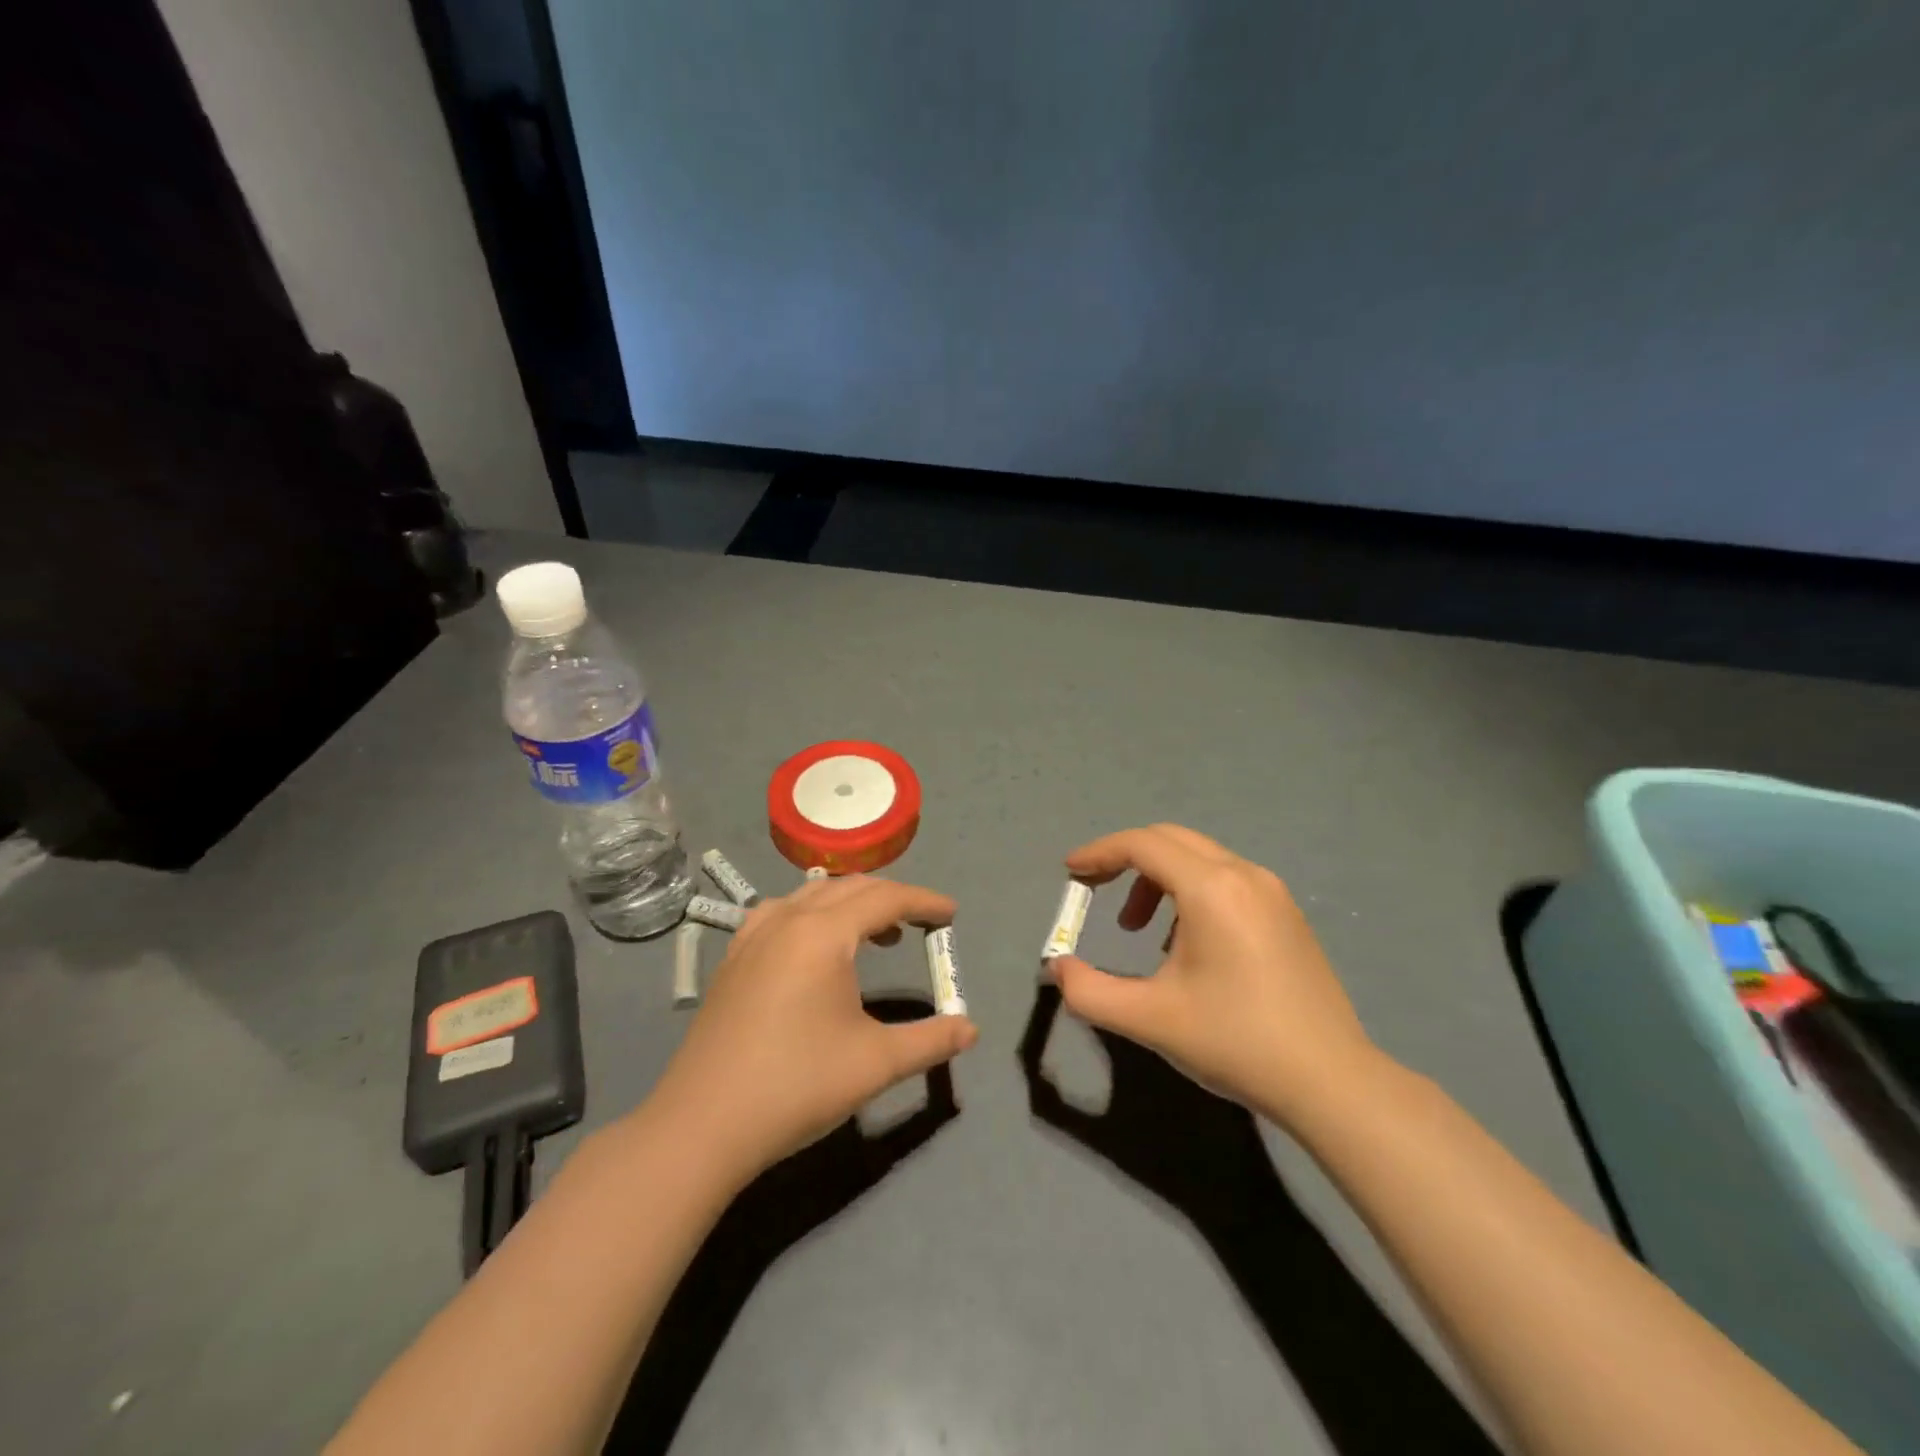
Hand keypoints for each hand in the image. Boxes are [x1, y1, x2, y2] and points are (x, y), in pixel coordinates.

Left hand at [651, 876, 978, 1182]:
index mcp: (823, 933)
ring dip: (851, 904)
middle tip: (921, 923)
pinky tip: (816, 948)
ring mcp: (753, 936)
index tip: (952, 915)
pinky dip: (813, 915)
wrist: (702, 1125)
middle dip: (891, 898)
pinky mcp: (733, 958)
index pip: (885, 899)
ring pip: (812, 895)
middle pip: (850, 888)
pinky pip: (781, 913)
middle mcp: (787, 919)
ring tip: (876, 935)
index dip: (924, 902)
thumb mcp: (876, 1064)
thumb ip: (930, 1040)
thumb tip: (970, 1029)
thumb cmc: (796, 1086)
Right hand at [1048, 824, 1377, 1127]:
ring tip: (1140, 931)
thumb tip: (1057, 967)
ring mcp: (1272, 892)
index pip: (1142, 845)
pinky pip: (1226, 880)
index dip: (1099, 852)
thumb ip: (1089, 991)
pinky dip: (1190, 892)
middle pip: (1170, 840)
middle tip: (1094, 890)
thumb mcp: (1149, 1019)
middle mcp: (1244, 875)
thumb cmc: (1235, 1042)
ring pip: (1199, 859)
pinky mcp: (1287, 914)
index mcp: (1211, 889)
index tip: (1070, 874)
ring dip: (1158, 879)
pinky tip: (1186, 944)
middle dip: (1125, 859)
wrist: (1332, 1082)